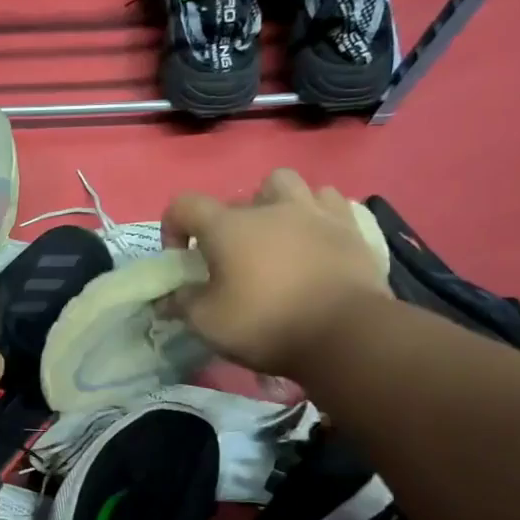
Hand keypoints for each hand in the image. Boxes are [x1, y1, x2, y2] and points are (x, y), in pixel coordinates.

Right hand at [163, 168, 389, 376]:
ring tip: (275, 235)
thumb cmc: (266, 324)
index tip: (181, 258)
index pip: (185, 205)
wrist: (345, 333)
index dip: (174, 227)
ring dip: (274, 204)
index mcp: (227, 226)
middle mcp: (268, 208)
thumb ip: (183, 303)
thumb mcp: (207, 322)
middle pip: (238, 196)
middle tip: (232, 255)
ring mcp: (314, 212)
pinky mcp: (350, 226)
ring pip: (286, 185)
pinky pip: (328, 201)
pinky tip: (313, 237)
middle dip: (228, 222)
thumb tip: (169, 297)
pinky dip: (315, 214)